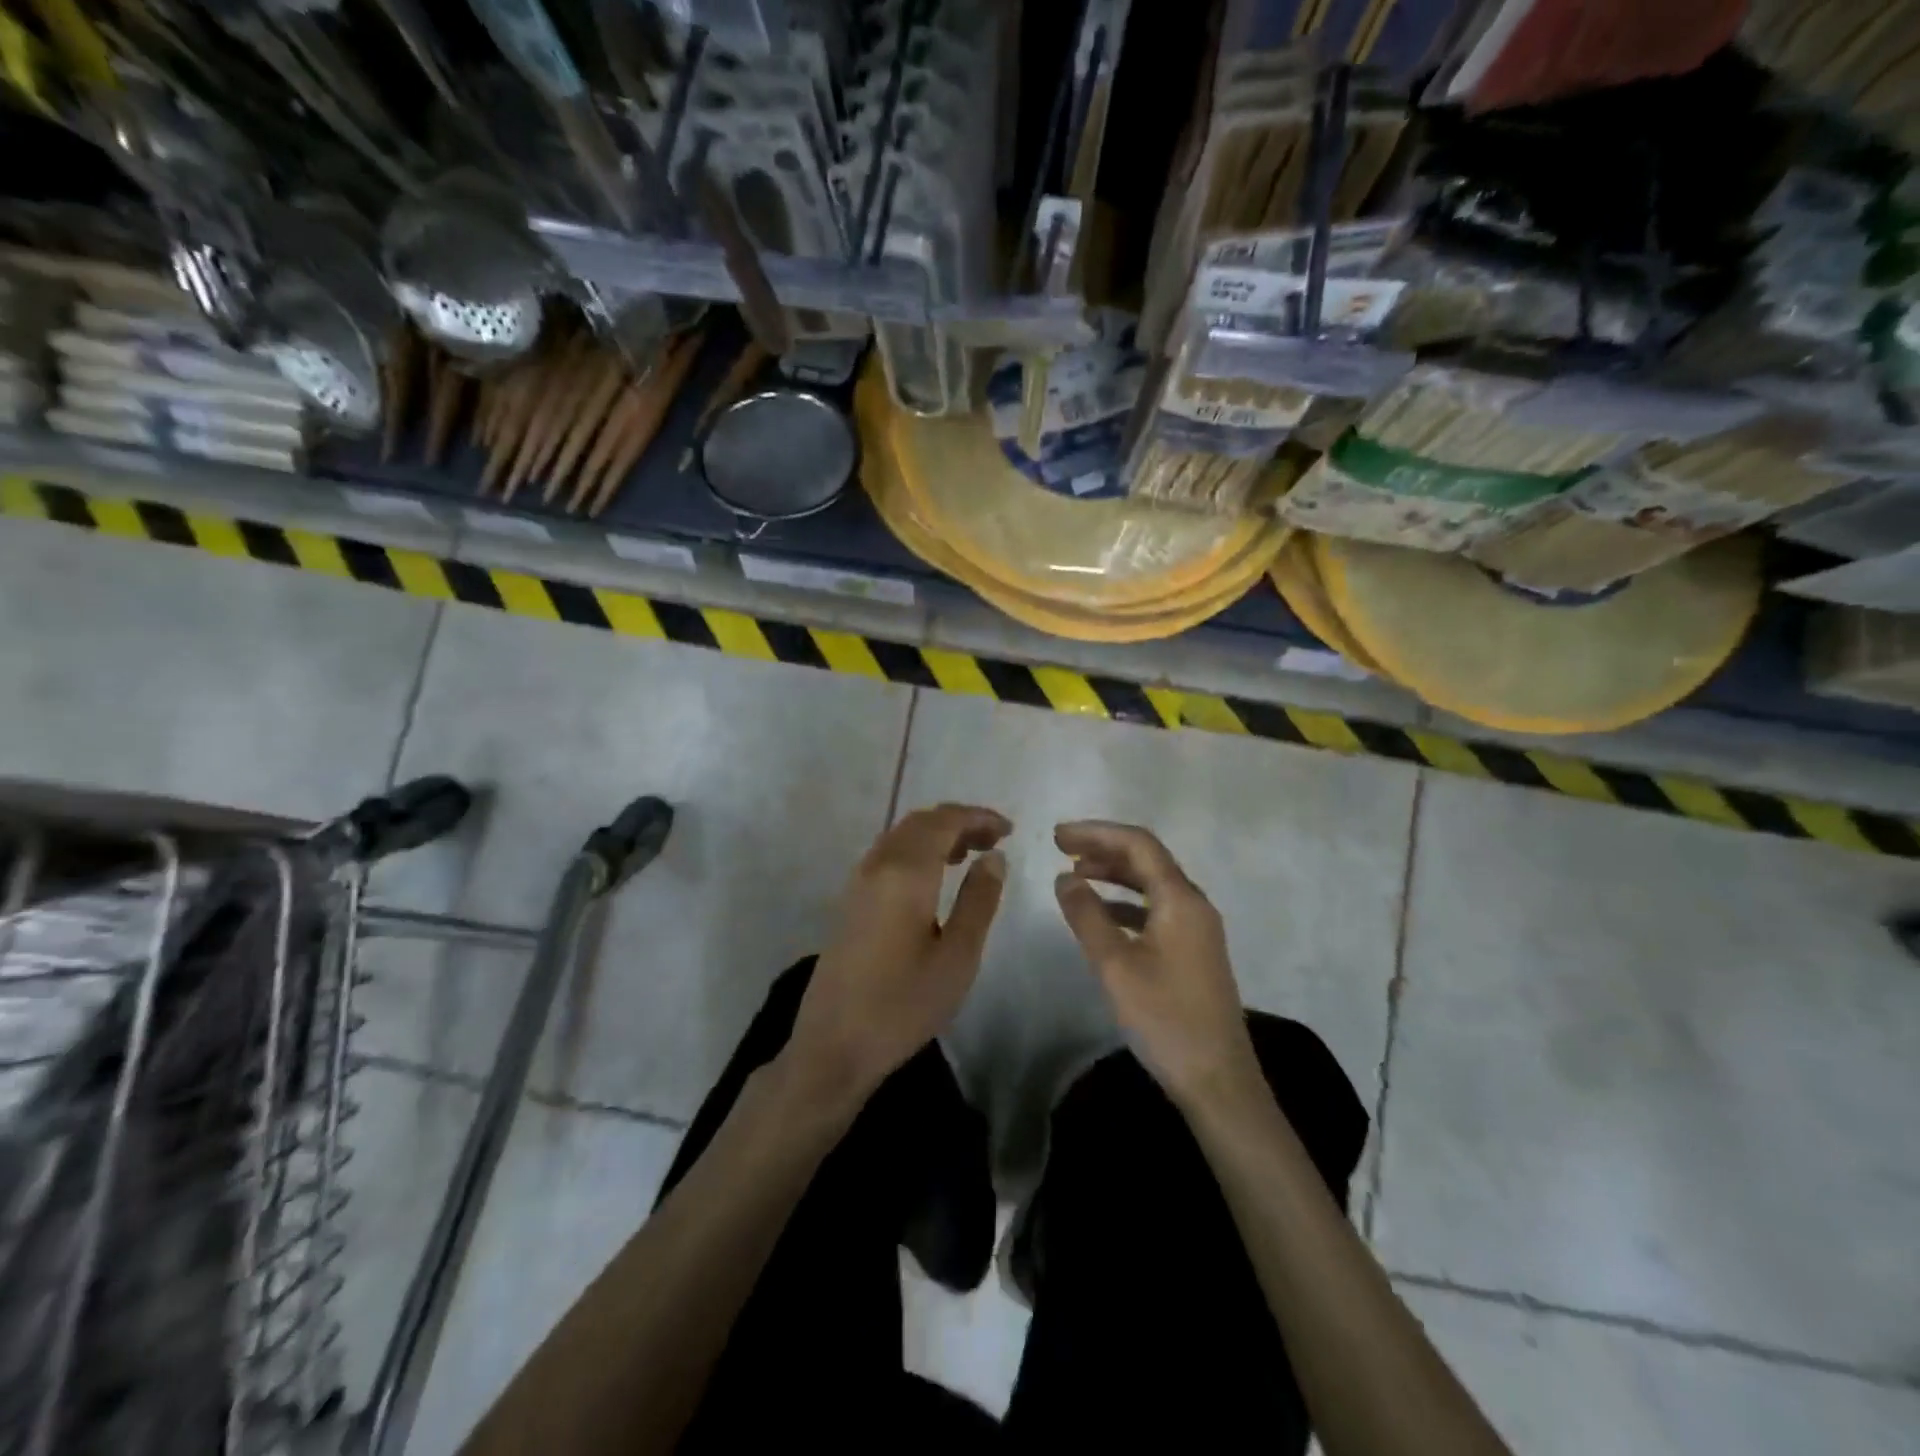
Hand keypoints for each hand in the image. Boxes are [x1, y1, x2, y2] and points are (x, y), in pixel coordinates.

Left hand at [785, 804, 1010, 1113]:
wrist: (834, 1044)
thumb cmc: (903, 1004)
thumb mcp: (957, 957)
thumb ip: (979, 900)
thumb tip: (994, 857)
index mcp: (905, 872)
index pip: (944, 821)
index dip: (977, 817)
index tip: (1008, 830)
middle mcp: (877, 864)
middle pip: (920, 822)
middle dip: (959, 822)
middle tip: (994, 840)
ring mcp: (858, 880)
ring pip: (901, 835)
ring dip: (936, 834)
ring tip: (970, 854)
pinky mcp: (850, 899)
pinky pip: (887, 854)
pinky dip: (916, 850)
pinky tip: (934, 876)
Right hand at [1053, 821, 1261, 1105]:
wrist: (1217, 1080)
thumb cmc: (1165, 1018)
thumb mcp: (1115, 965)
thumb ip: (1087, 916)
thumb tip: (1064, 877)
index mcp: (1181, 899)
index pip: (1138, 844)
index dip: (1097, 832)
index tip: (1057, 836)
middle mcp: (1194, 904)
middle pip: (1147, 859)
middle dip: (1104, 848)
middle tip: (1061, 848)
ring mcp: (1197, 928)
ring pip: (1152, 884)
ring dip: (1114, 873)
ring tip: (1075, 874)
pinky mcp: (1193, 950)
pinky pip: (1156, 908)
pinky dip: (1126, 902)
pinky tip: (1102, 914)